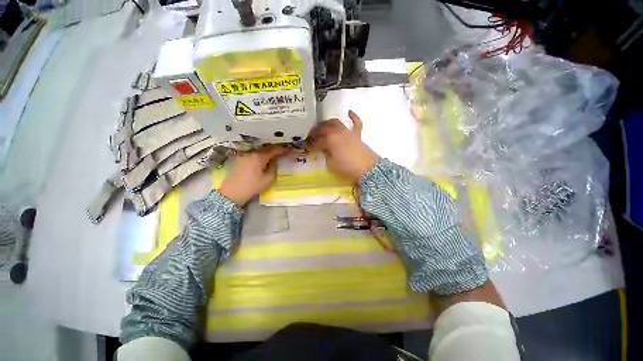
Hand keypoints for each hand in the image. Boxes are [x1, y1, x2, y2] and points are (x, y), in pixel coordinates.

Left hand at [219, 146, 289, 206]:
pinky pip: (253, 154)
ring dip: (268, 152)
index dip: (283, 150)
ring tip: (275, 155)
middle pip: (266, 148)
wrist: (232, 192)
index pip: (274, 150)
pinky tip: (263, 158)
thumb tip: (275, 161)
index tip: (290, 150)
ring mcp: (244, 155)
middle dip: (276, 149)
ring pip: (259, 150)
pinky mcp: (240, 159)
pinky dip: (260, 154)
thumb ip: (274, 168)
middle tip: (284, 151)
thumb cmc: (252, 186)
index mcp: (259, 157)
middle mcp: (251, 153)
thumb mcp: (268, 179)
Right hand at [308, 110, 379, 181]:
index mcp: (330, 139)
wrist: (366, 169)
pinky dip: (352, 117)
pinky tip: (349, 112)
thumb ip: (326, 155)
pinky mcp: (357, 134)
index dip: (311, 145)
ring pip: (335, 123)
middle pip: (324, 128)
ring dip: (327, 124)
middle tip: (311, 136)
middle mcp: (337, 132)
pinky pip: (356, 122)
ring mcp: (348, 132)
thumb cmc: (347, 167)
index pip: (317, 141)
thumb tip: (324, 150)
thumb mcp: (331, 164)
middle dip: (316, 132)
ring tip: (323, 127)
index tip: (307, 148)